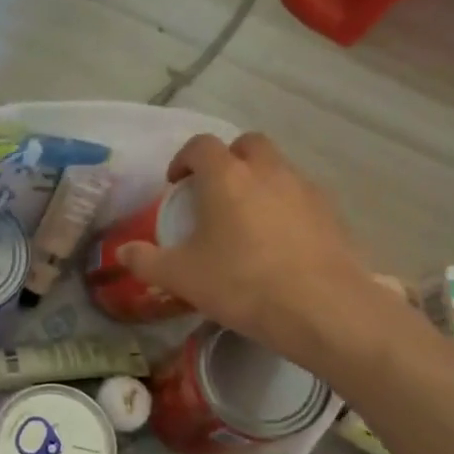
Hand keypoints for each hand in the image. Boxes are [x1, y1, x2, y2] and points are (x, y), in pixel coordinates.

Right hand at [116, 133, 397, 370]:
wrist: (321, 308)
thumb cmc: (241, 283)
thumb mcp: (181, 277)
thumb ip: (146, 261)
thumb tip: (122, 252)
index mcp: (226, 177)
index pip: (201, 146)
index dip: (184, 159)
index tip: (176, 184)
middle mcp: (268, 171)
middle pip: (247, 144)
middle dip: (228, 160)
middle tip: (214, 192)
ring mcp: (305, 189)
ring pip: (278, 168)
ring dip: (259, 181)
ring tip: (247, 219)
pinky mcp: (332, 213)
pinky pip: (301, 196)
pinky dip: (286, 206)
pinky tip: (279, 242)